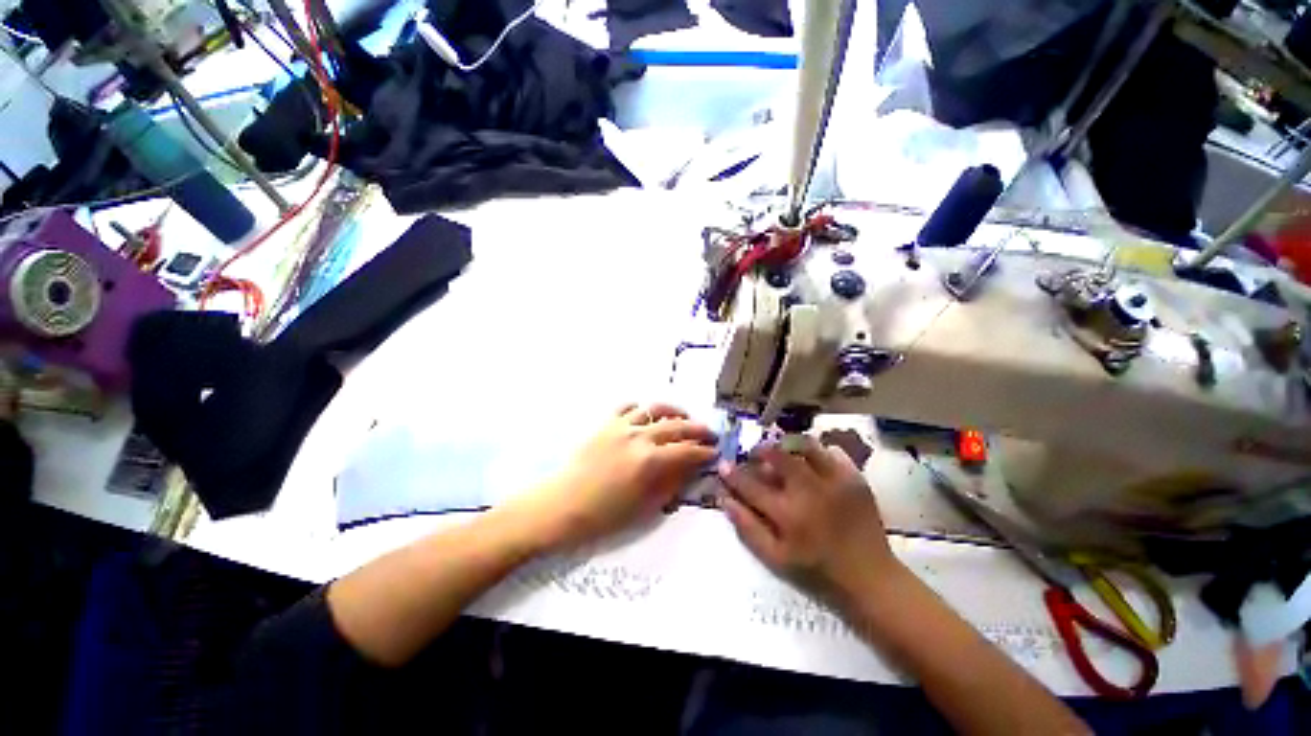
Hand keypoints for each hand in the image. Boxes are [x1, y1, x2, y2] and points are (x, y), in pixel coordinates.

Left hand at [514, 403, 716, 549]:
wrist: (563, 505)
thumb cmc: (605, 515)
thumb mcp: (645, 506)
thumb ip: (671, 484)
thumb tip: (691, 469)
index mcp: (650, 460)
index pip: (687, 450)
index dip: (705, 451)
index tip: (715, 451)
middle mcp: (639, 436)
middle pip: (677, 426)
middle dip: (698, 429)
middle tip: (709, 434)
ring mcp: (621, 426)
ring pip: (655, 409)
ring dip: (674, 412)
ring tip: (683, 417)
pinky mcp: (606, 423)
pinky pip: (628, 407)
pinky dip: (642, 409)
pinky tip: (647, 416)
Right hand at [718, 436, 896, 602]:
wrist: (869, 578)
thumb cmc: (817, 570)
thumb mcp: (775, 558)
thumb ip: (747, 527)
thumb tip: (725, 499)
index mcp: (787, 513)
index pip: (750, 485)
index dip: (733, 474)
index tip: (723, 465)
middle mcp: (808, 491)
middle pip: (778, 456)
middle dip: (761, 450)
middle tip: (756, 454)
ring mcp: (834, 482)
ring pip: (805, 446)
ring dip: (789, 445)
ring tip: (783, 451)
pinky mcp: (855, 479)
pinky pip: (833, 452)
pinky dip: (819, 451)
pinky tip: (813, 460)